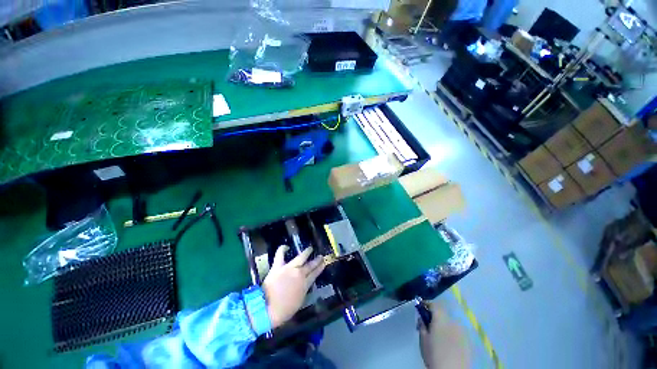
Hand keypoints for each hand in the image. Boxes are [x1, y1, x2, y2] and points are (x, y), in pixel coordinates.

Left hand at [262, 246, 324, 328]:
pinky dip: (282, 249)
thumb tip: (304, 284)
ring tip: (310, 248)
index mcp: (305, 284)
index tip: (323, 263)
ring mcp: (289, 268)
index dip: (319, 268)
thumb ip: (303, 290)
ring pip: (300, 257)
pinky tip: (286, 246)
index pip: (315, 274)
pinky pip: (280, 255)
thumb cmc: (284, 310)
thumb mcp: (299, 302)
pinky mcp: (278, 266)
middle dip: (316, 260)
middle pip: (310, 265)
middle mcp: (299, 274)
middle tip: (320, 256)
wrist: (267, 309)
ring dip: (306, 252)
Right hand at [418, 302, 469, 368]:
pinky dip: (451, 333)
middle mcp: (453, 321)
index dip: (426, 304)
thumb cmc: (434, 354)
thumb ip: (422, 325)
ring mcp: (463, 332)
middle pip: (443, 314)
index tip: (420, 307)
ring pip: (451, 323)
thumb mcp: (423, 339)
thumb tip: (422, 317)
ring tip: (438, 336)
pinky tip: (447, 343)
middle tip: (428, 325)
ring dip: (444, 325)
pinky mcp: (468, 342)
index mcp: (441, 318)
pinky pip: (457, 332)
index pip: (434, 304)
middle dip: (435, 316)